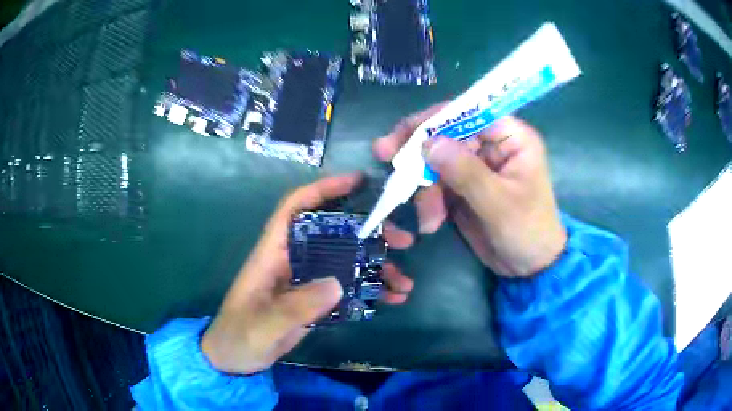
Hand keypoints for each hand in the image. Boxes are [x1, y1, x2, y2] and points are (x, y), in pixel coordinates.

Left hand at [201, 174, 414, 373]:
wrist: (234, 358)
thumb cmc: (239, 335)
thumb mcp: (263, 324)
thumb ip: (296, 306)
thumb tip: (338, 284)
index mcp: (273, 253)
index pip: (295, 208)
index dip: (323, 190)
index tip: (358, 181)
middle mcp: (293, 260)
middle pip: (333, 233)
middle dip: (369, 232)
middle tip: (402, 241)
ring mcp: (306, 281)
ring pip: (346, 262)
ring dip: (376, 267)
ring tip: (404, 282)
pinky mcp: (315, 300)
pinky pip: (347, 288)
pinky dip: (370, 291)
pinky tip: (391, 300)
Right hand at [374, 106, 566, 277]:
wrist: (529, 266)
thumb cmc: (528, 231)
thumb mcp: (499, 204)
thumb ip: (466, 172)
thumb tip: (428, 142)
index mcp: (511, 137)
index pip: (469, 112)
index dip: (435, 118)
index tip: (403, 133)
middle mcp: (491, 144)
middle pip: (445, 134)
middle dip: (419, 154)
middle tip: (384, 156)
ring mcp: (474, 165)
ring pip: (435, 161)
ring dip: (424, 189)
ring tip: (429, 220)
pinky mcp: (462, 185)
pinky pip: (435, 183)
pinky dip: (428, 201)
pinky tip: (432, 223)